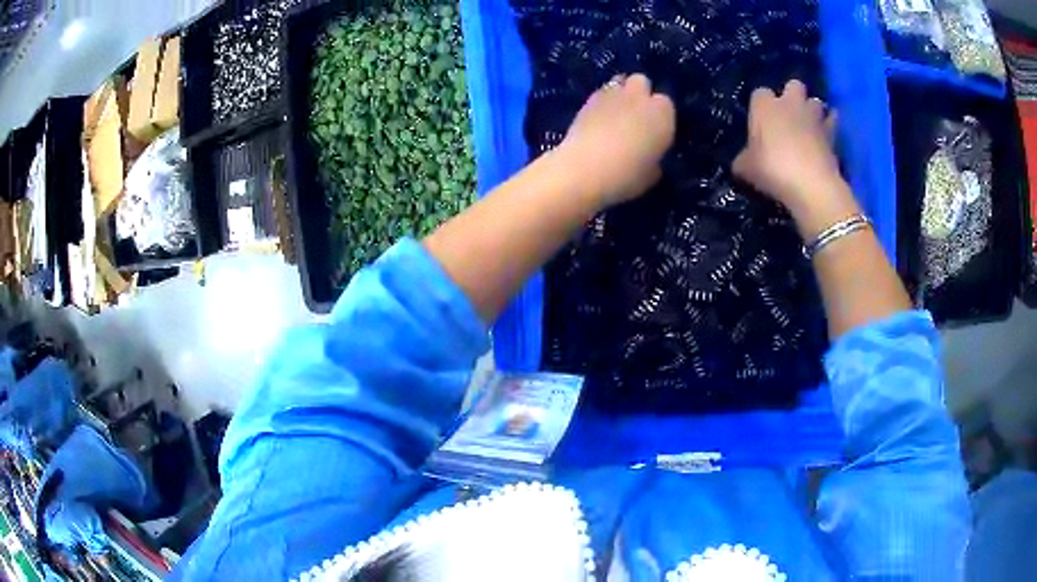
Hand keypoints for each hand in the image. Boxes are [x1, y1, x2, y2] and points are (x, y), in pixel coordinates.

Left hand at [556, 73, 675, 207]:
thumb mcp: (650, 176)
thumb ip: (654, 161)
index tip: (653, 132)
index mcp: (662, 114)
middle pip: (641, 82)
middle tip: (634, 117)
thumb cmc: (626, 176)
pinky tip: (597, 119)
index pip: (666, 105)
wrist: (584, 169)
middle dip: (639, 94)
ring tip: (614, 114)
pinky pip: (600, 93)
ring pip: (619, 82)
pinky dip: (601, 102)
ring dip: (620, 93)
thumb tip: (651, 160)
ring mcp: (612, 94)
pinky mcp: (588, 98)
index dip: (659, 117)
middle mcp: (639, 97)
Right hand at [733, 80, 857, 232]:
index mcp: (765, 105)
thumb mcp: (746, 168)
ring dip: (813, 110)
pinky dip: (830, 126)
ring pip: (816, 101)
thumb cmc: (772, 169)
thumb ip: (744, 159)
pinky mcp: (833, 133)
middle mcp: (790, 103)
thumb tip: (742, 161)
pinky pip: (833, 121)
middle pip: (793, 85)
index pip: (759, 93)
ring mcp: (814, 116)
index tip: (761, 123)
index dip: (761, 107)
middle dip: (793, 97)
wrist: (811, 185)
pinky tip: (826, 137)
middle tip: (789, 117)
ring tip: (810, 126)